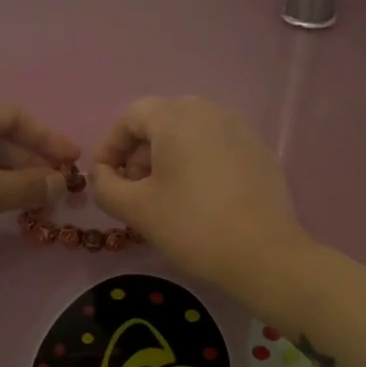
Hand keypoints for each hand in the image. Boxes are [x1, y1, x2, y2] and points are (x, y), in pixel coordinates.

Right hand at [89, 96, 317, 299]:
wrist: (263, 254)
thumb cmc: (192, 226)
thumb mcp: (136, 209)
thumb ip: (106, 186)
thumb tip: (102, 174)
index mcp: (177, 117)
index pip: (132, 116)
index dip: (111, 146)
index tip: (105, 179)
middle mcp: (210, 112)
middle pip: (163, 120)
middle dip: (140, 152)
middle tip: (134, 189)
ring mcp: (241, 130)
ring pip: (192, 133)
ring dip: (169, 157)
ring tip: (164, 196)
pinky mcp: (260, 152)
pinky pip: (218, 147)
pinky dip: (199, 163)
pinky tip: (200, 199)